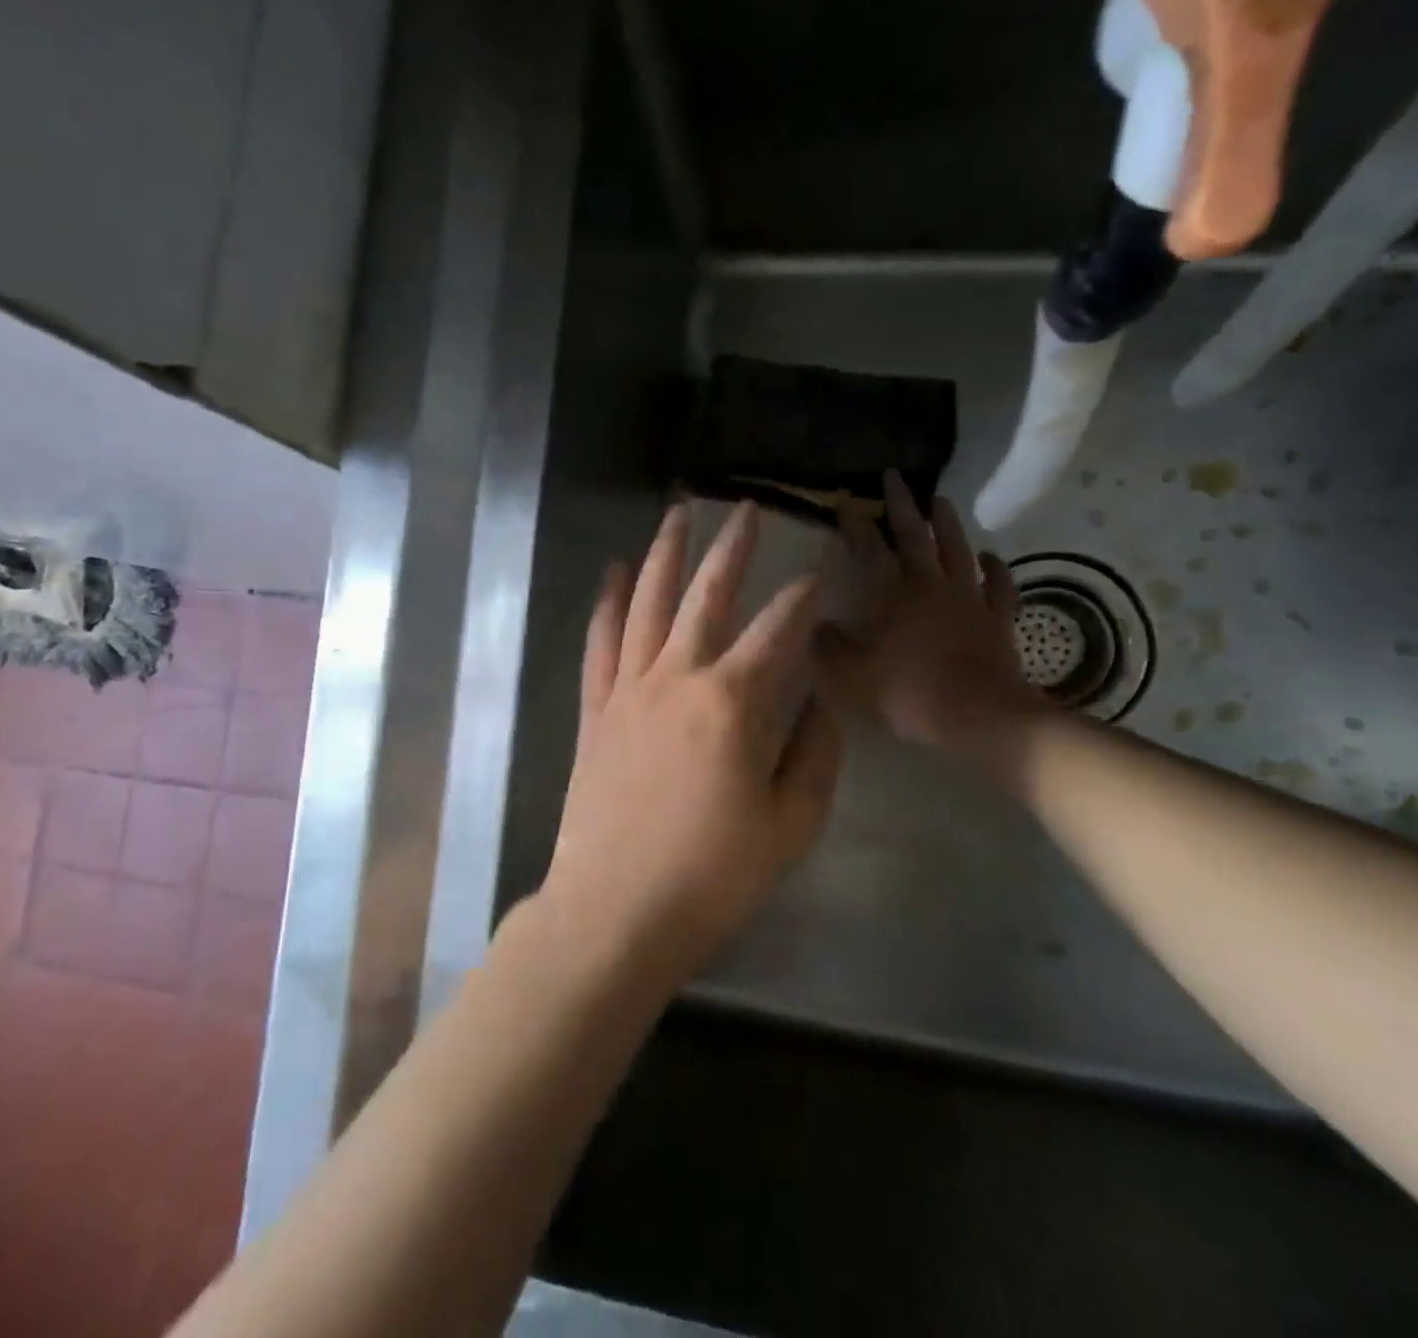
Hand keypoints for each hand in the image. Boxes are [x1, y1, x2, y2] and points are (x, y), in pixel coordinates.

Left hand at [541, 502, 844, 977]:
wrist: (616, 910)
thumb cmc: (713, 875)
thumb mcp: (791, 823)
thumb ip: (815, 752)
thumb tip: (821, 698)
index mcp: (734, 702)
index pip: (780, 629)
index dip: (805, 594)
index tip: (820, 568)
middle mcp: (679, 677)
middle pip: (709, 594)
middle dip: (734, 547)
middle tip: (749, 508)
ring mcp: (629, 689)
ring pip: (648, 602)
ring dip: (665, 553)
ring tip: (679, 512)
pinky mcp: (596, 709)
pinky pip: (601, 642)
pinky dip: (608, 603)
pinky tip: (614, 571)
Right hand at [818, 470, 1047, 772]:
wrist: (979, 715)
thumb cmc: (908, 692)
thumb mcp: (851, 675)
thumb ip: (829, 647)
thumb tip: (813, 625)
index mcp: (892, 593)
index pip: (869, 547)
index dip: (856, 522)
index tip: (846, 499)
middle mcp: (930, 584)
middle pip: (915, 535)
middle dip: (902, 504)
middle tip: (895, 477)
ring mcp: (969, 598)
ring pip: (958, 549)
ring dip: (948, 523)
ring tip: (940, 500)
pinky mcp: (998, 618)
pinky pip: (999, 585)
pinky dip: (996, 568)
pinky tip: (990, 556)